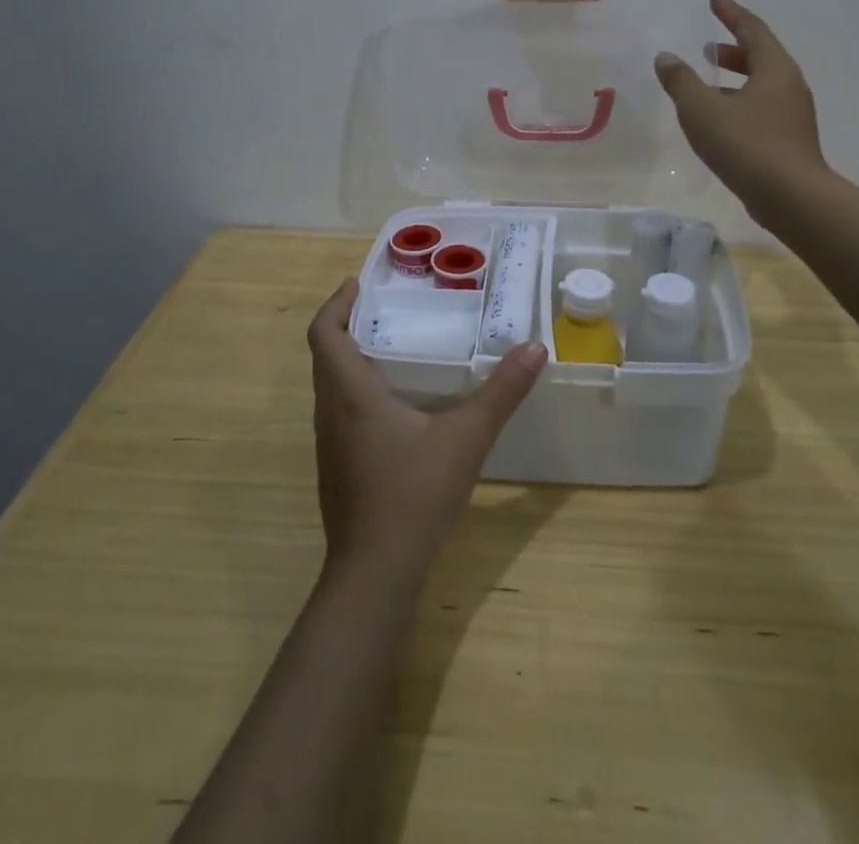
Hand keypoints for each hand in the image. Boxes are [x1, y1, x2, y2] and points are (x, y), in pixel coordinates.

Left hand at [308, 280, 546, 581]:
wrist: (374, 575)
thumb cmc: (413, 496)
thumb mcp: (466, 439)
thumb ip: (501, 393)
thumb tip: (534, 348)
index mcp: (350, 394)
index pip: (323, 333)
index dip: (335, 303)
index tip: (359, 284)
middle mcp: (330, 413)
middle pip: (325, 355)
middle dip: (348, 325)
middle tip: (388, 309)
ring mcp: (329, 445)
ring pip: (330, 386)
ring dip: (351, 359)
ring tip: (395, 348)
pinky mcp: (337, 469)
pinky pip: (339, 412)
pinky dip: (358, 391)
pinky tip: (397, 406)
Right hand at [655, 0, 826, 219]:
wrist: (791, 197)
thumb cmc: (746, 145)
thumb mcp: (703, 110)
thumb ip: (681, 81)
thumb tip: (665, 57)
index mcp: (774, 69)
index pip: (751, 29)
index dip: (730, 13)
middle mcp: (789, 86)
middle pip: (760, 56)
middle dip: (732, 49)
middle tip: (706, 47)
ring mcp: (792, 115)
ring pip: (761, 85)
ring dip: (735, 77)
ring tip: (708, 83)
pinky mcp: (789, 140)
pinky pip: (761, 108)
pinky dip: (739, 101)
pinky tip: (720, 120)